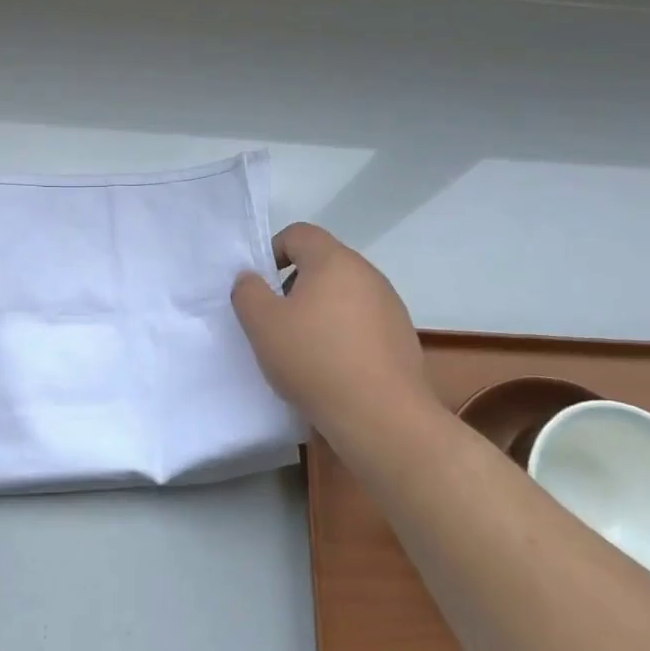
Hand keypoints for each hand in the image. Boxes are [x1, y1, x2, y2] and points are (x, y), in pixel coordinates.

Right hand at [231, 223, 435, 428]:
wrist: (382, 417)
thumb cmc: (315, 360)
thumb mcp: (262, 324)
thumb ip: (247, 292)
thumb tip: (252, 279)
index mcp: (334, 261)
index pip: (299, 233)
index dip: (272, 251)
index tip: (261, 287)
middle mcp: (368, 274)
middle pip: (322, 263)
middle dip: (294, 285)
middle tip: (276, 320)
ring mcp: (390, 306)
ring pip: (343, 295)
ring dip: (320, 311)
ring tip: (303, 349)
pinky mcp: (402, 337)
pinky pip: (363, 323)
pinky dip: (343, 334)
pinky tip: (332, 368)